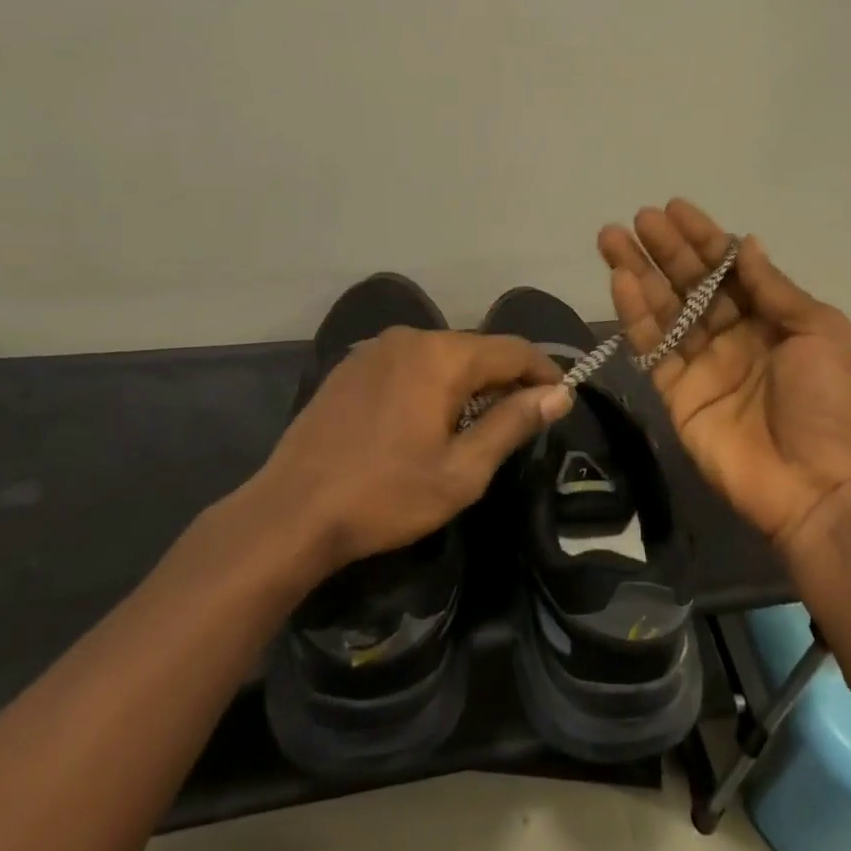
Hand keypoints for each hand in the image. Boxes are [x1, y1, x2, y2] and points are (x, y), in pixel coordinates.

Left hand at [239, 329, 569, 578]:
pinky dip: (429, 382)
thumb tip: (559, 394)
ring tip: (472, 425)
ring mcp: (375, 349)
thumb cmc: (386, 496)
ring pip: (441, 355)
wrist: (290, 513)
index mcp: (442, 356)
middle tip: (518, 420)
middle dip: (504, 379)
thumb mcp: (462, 471)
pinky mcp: (351, 366)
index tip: (560, 399)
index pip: (513, 349)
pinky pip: (408, 363)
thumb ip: (513, 423)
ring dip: (466, 382)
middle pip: (477, 348)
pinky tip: (423, 420)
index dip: (544, 371)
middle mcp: (411, 337)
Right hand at [599, 199, 850, 561]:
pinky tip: (621, 282)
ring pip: (664, 309)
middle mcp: (732, 334)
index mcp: (770, 317)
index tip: (674, 208)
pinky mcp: (676, 393)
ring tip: (611, 239)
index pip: (728, 267)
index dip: (701, 237)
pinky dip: (635, 315)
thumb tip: (745, 242)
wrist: (820, 488)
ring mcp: (701, 364)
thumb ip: (774, 288)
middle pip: (690, 283)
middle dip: (664, 249)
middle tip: (636, 218)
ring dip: (638, 273)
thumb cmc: (830, 402)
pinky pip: (652, 348)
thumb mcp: (819, 331)